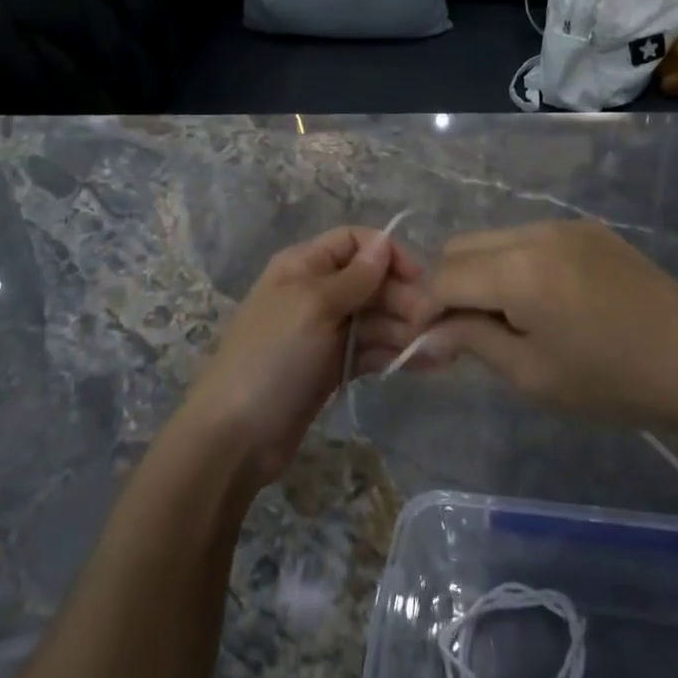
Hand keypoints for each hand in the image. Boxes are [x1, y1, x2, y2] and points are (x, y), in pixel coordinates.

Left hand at [182, 226, 434, 487]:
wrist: (235, 436)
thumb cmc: (272, 357)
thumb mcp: (314, 307)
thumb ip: (355, 277)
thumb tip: (384, 242)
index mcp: (304, 266)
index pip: (354, 242)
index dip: (387, 254)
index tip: (418, 278)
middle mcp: (317, 292)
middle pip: (371, 281)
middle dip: (403, 298)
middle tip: (433, 324)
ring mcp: (325, 332)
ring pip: (376, 318)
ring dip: (407, 329)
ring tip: (441, 349)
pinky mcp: (334, 367)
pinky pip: (372, 350)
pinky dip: (396, 354)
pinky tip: (427, 363)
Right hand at [420, 221, 677, 433]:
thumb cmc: (612, 381)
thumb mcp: (532, 374)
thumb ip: (472, 340)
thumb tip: (428, 331)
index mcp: (518, 269)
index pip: (443, 276)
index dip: (426, 309)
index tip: (427, 343)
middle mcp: (534, 232)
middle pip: (461, 246)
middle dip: (449, 286)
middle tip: (462, 332)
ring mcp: (563, 225)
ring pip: (493, 239)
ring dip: (481, 273)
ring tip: (503, 319)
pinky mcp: (586, 229)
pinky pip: (528, 238)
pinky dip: (513, 264)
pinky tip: (540, 301)